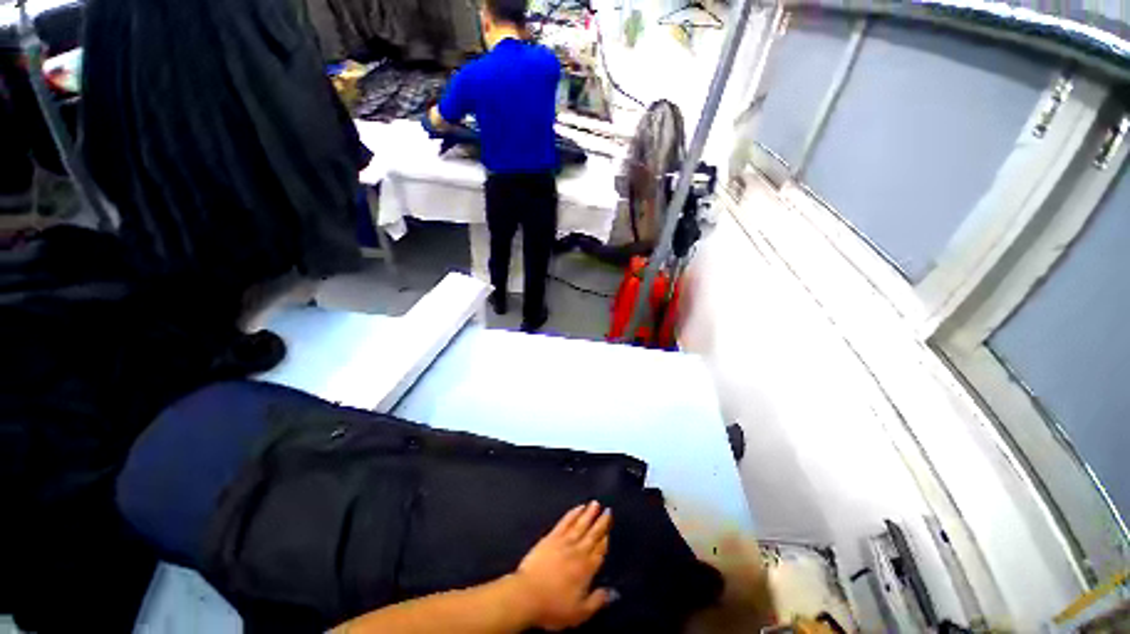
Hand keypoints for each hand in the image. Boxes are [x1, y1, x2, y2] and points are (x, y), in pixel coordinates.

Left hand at [511, 501, 612, 630]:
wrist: (527, 594)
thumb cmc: (553, 607)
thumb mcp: (580, 613)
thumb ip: (598, 601)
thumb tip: (614, 592)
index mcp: (586, 569)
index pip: (599, 552)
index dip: (605, 541)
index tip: (609, 531)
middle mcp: (578, 551)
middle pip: (592, 535)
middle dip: (601, 523)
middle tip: (608, 510)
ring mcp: (564, 542)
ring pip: (580, 524)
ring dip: (589, 514)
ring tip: (595, 504)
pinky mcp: (551, 537)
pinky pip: (565, 522)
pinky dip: (573, 514)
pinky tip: (578, 508)